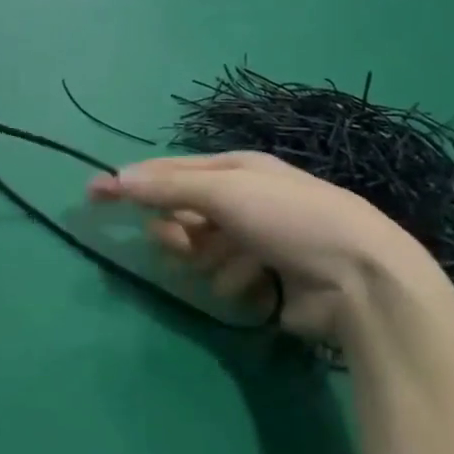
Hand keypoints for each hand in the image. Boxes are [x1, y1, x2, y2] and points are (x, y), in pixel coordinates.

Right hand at [88, 152, 453, 348]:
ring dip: (204, 257)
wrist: (361, 279)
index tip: (92, 195)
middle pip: (180, 213)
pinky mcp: (263, 279)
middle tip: (182, 241)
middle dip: (175, 228)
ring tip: (228, 265)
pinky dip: (231, 281)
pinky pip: (222, 278)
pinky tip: (255, 284)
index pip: (168, 170)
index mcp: (236, 168)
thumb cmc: (290, 219)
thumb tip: (115, 177)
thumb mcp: (225, 191)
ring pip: (197, 249)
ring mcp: (254, 240)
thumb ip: (167, 186)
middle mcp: (242, 200)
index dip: (130, 181)